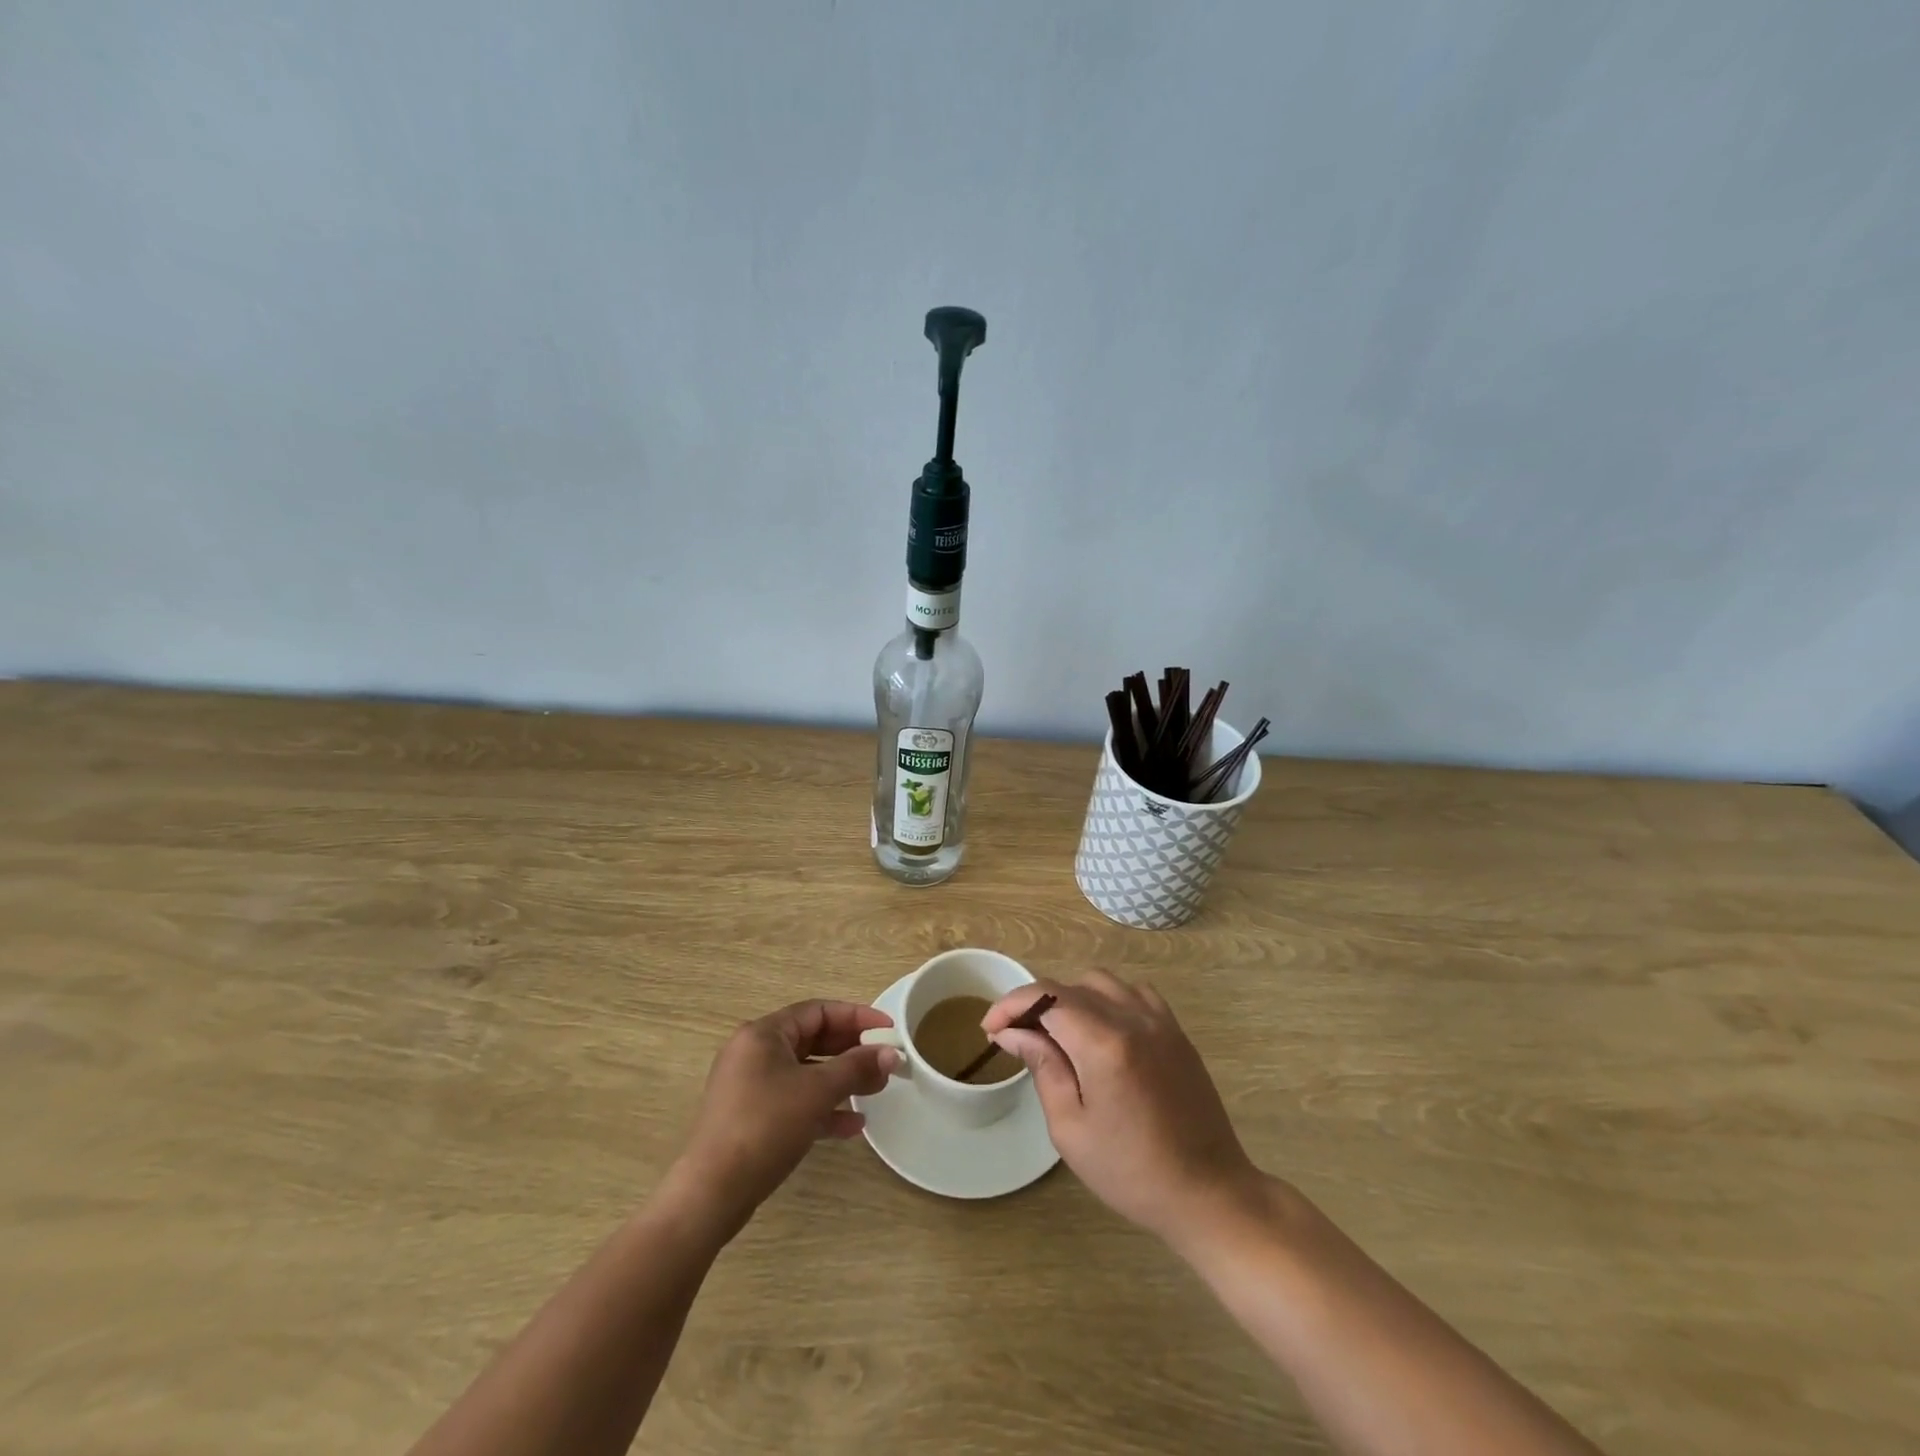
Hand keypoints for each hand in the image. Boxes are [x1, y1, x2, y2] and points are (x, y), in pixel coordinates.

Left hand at [673, 1000, 899, 1234]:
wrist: (712, 1193)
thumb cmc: (766, 1126)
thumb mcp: (817, 1092)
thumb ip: (856, 1068)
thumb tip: (891, 1053)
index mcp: (764, 1034)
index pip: (818, 1011)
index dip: (857, 1016)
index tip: (888, 1028)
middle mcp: (754, 1053)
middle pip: (812, 1040)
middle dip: (851, 1051)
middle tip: (885, 1061)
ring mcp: (750, 1087)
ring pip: (805, 1073)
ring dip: (841, 1081)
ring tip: (876, 1091)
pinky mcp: (751, 1118)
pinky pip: (794, 1102)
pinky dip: (822, 1108)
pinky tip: (852, 1125)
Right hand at [984, 972, 1258, 1243]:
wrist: (1208, 1191)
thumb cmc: (1131, 1171)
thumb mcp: (1071, 1128)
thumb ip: (1042, 1067)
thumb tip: (1012, 1031)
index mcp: (1103, 1044)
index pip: (1044, 998)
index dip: (1010, 1005)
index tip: (990, 1029)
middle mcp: (1132, 1018)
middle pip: (1069, 987)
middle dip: (1034, 1004)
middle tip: (1017, 1037)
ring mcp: (1159, 1020)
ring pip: (1100, 982)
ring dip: (1069, 997)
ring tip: (1056, 1032)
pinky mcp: (1175, 1030)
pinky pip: (1133, 992)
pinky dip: (1107, 999)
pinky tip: (1100, 1029)